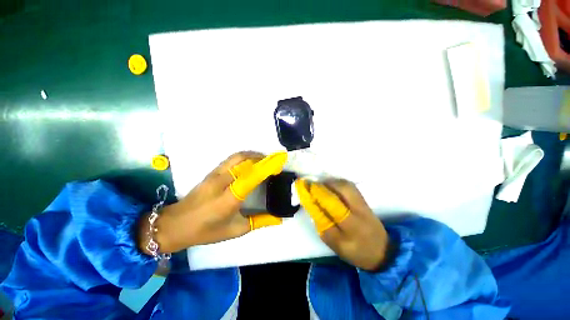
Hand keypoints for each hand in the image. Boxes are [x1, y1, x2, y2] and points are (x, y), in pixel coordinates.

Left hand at [138, 151, 286, 254]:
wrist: (175, 224)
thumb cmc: (206, 231)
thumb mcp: (236, 230)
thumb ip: (260, 222)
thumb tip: (278, 218)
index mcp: (229, 198)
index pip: (251, 177)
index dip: (267, 167)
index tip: (279, 163)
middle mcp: (222, 181)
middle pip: (244, 160)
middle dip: (262, 158)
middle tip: (274, 162)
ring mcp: (215, 174)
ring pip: (238, 156)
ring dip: (253, 155)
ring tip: (265, 160)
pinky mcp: (211, 172)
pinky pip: (232, 159)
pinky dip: (245, 157)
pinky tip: (251, 162)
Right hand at [295, 179, 389, 270]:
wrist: (383, 251)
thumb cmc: (356, 252)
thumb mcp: (335, 245)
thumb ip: (323, 225)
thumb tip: (312, 205)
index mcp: (350, 229)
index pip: (329, 208)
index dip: (314, 197)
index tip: (303, 190)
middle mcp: (358, 213)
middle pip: (339, 192)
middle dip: (321, 187)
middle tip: (309, 186)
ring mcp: (363, 204)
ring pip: (345, 186)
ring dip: (329, 183)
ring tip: (319, 186)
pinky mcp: (365, 200)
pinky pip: (349, 186)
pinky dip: (337, 183)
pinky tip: (330, 186)